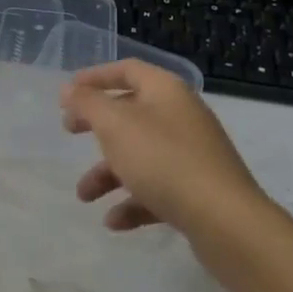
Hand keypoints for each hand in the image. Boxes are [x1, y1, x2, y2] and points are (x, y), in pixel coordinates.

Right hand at [60, 59, 265, 245]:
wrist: (225, 220)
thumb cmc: (163, 160)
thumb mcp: (115, 125)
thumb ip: (88, 104)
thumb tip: (69, 88)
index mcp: (166, 91)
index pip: (127, 70)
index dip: (95, 77)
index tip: (68, 92)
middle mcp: (181, 116)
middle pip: (131, 112)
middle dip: (97, 125)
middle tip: (69, 132)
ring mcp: (192, 154)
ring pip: (141, 155)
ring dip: (108, 173)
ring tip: (85, 197)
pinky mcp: (198, 190)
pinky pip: (157, 189)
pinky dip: (133, 201)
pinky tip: (114, 221)